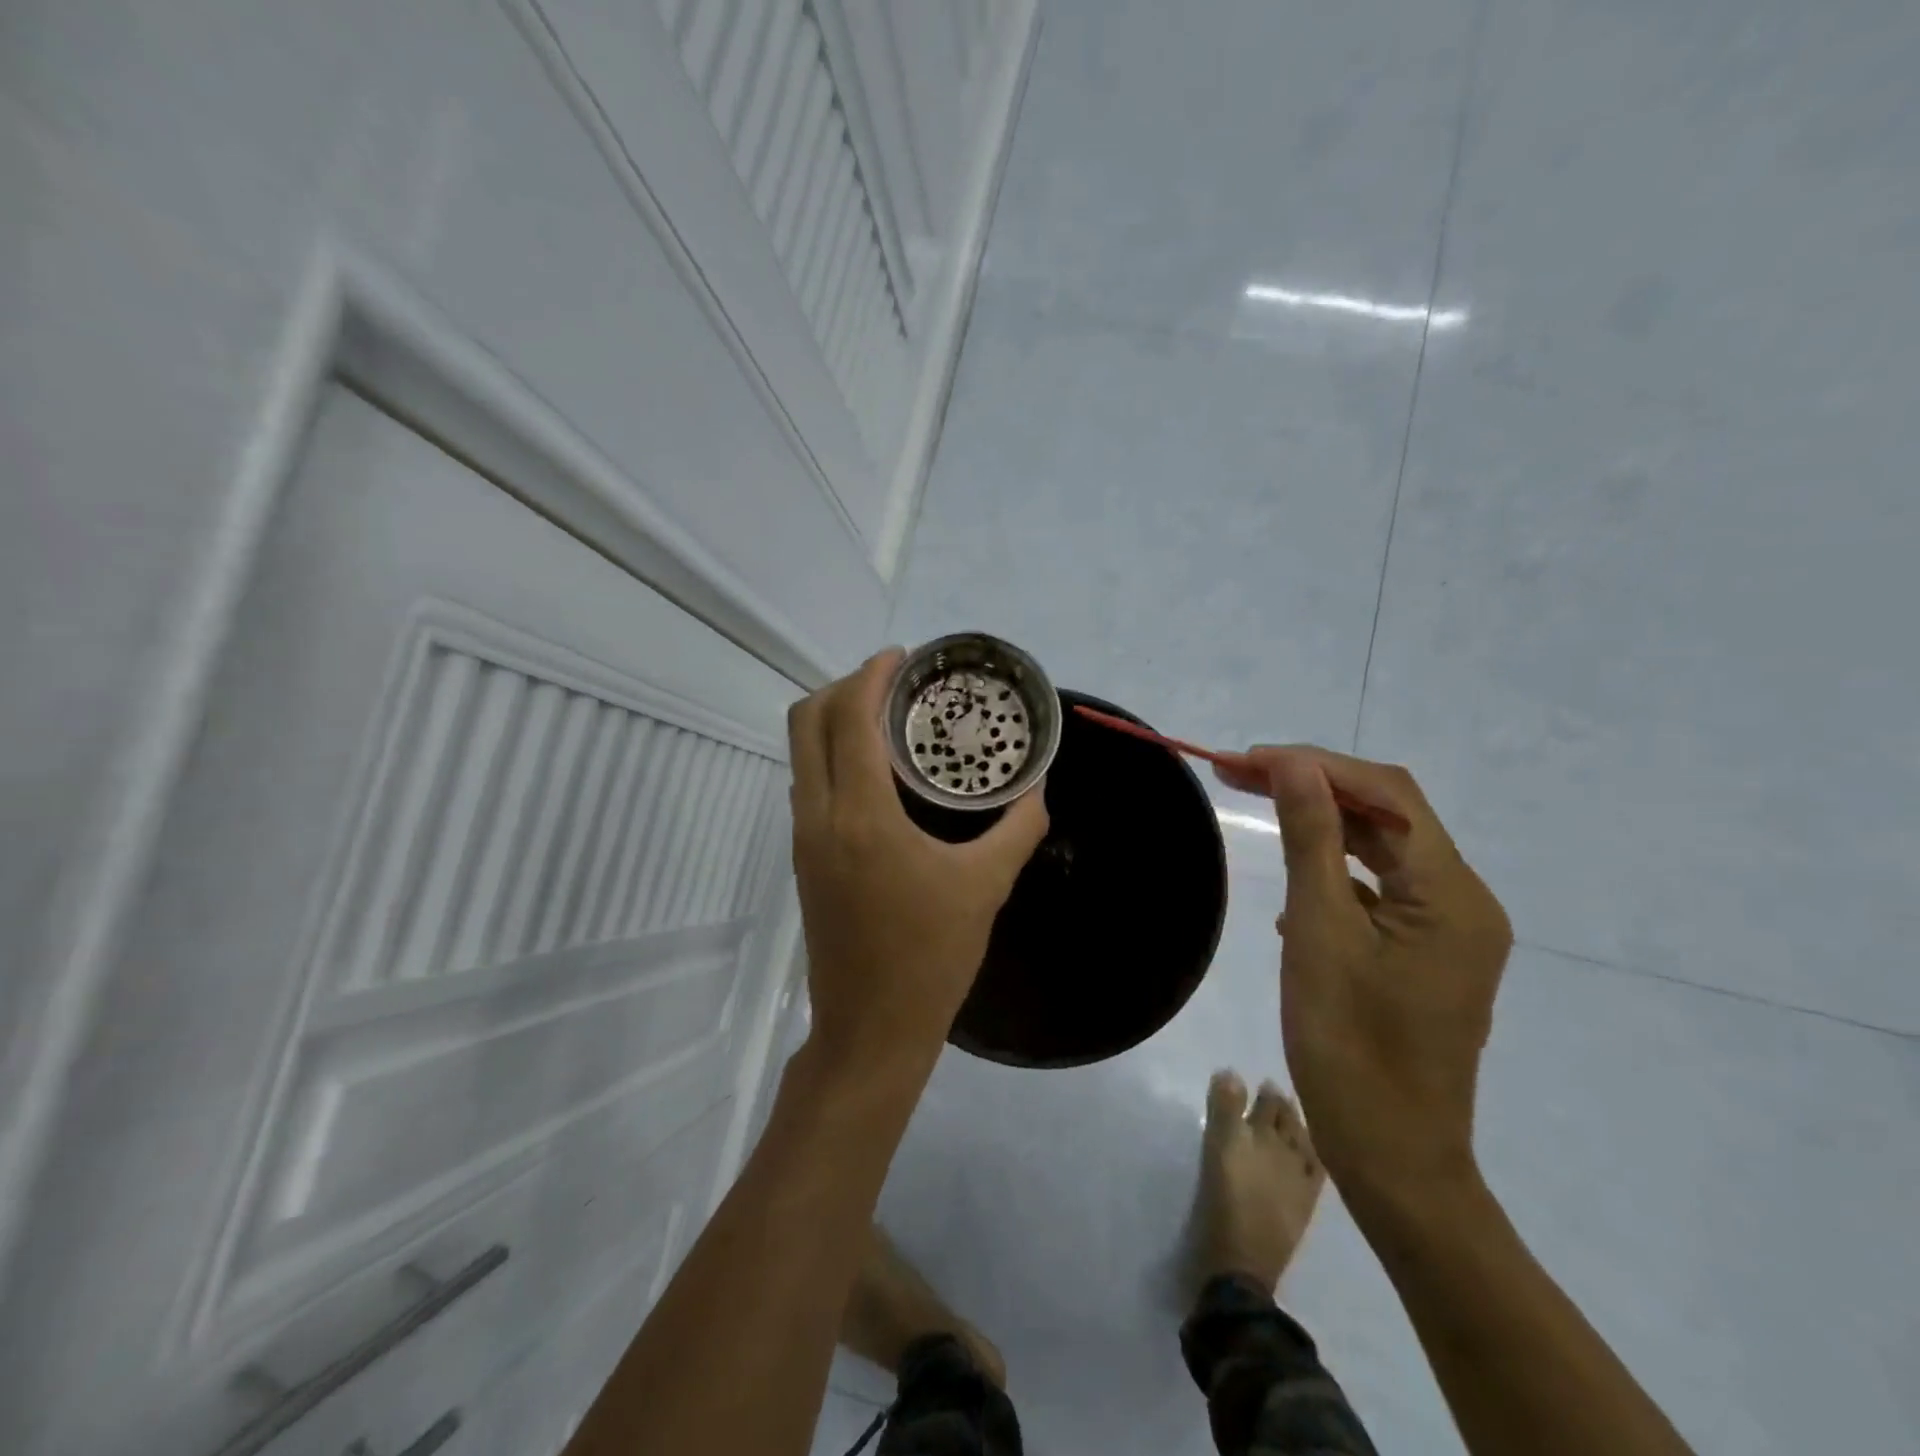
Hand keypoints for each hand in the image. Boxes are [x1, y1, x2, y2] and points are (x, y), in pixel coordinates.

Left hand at [789, 650, 1049, 1076]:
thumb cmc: (931, 957)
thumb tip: (1041, 786)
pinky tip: (877, 769)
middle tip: (895, 684)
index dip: (871, 675)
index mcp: (860, 815)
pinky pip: (808, 781)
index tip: (903, 658)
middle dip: (845, 686)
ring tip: (888, 717)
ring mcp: (804, 838)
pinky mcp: (804, 858)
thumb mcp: (986, 886)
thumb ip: (1018, 826)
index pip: (850, 718)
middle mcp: (819, 815)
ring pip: (801, 751)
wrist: (871, 1028)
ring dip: (835, 719)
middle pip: (807, 720)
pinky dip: (833, 753)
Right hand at [1215, 747, 1512, 1208]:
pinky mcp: (1427, 953)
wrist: (1391, 1155)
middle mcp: (1464, 900)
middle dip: (1315, 785)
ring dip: (1323, 823)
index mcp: (1450, 893)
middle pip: (1388, 815)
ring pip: (1384, 849)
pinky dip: (1337, 871)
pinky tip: (1295, 888)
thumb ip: (1311, 838)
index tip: (1246, 760)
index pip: (1386, 794)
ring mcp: (1449, 929)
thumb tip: (1293, 764)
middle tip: (1239, 774)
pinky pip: (1382, 890)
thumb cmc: (1348, 1044)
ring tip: (1259, 805)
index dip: (1315, 764)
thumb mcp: (1318, 931)